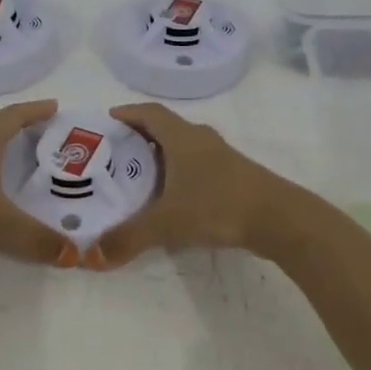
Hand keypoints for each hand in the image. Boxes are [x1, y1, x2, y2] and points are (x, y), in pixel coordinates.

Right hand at [89, 103, 297, 268]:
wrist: (279, 219)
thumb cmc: (218, 206)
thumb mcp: (167, 223)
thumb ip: (129, 237)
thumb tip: (91, 257)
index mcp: (182, 138)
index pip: (150, 113)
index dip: (128, 113)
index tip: (108, 119)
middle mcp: (201, 140)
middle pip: (166, 128)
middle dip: (140, 136)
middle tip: (115, 153)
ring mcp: (221, 157)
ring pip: (184, 148)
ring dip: (162, 156)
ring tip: (138, 176)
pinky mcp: (234, 176)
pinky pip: (198, 166)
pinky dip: (179, 173)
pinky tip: (172, 197)